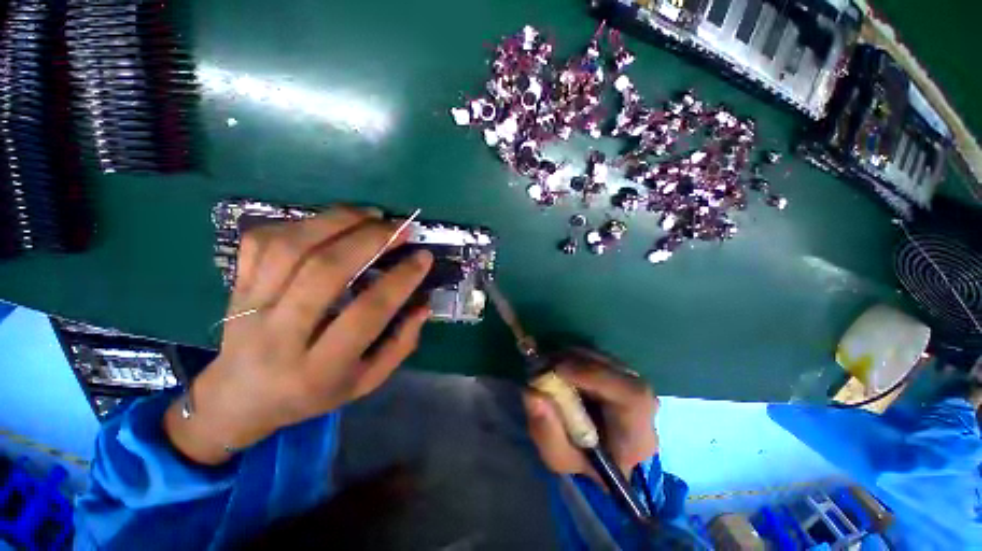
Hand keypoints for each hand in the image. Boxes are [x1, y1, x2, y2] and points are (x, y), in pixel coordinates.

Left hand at [164, 207, 433, 464]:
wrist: (239, 398)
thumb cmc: (313, 393)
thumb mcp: (366, 382)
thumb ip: (401, 345)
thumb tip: (423, 305)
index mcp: (321, 368)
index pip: (367, 312)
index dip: (400, 279)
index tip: (423, 257)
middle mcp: (281, 335)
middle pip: (326, 271)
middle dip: (370, 240)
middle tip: (399, 227)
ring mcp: (250, 306)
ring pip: (292, 248)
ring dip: (337, 221)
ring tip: (371, 214)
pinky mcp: (236, 287)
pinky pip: (263, 241)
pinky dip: (300, 223)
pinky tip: (330, 222)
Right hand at [524, 350, 658, 479]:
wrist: (600, 456)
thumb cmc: (582, 462)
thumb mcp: (559, 457)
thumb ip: (546, 431)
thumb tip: (531, 393)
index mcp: (637, 434)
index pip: (631, 395)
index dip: (594, 375)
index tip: (556, 370)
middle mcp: (644, 403)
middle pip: (613, 369)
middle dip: (573, 362)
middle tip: (542, 365)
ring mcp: (633, 382)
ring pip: (602, 357)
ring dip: (570, 358)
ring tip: (547, 367)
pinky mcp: (619, 370)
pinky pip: (596, 355)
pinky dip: (573, 356)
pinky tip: (558, 367)